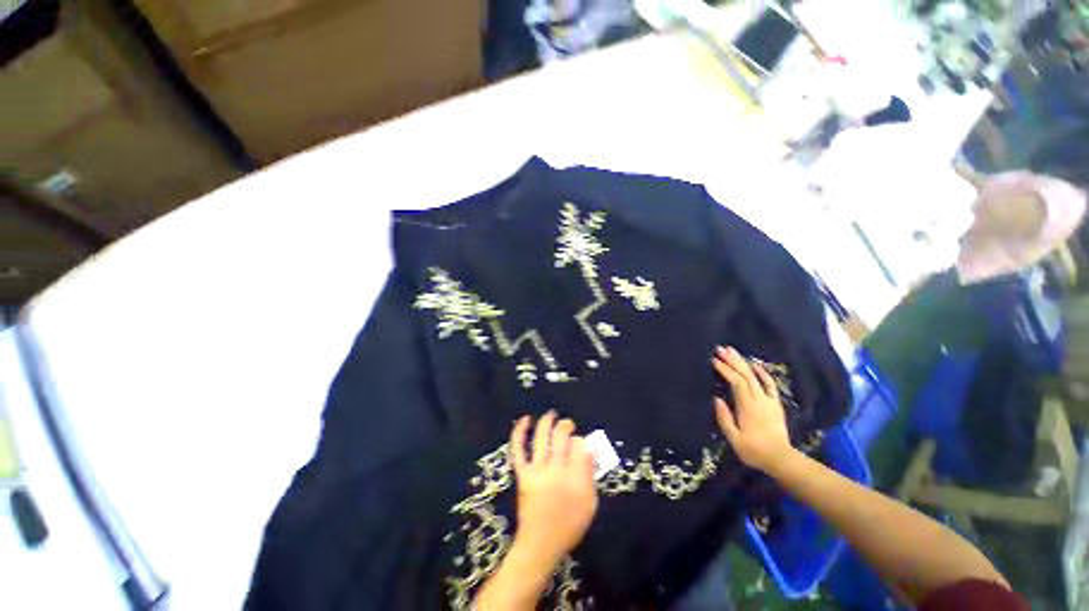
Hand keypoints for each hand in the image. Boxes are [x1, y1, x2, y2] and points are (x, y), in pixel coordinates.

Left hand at [509, 411, 598, 566]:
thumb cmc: (569, 525)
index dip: (581, 441)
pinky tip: (525, 419)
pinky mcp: (522, 473)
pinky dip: (519, 432)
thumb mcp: (590, 503)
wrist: (540, 543)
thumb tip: (590, 450)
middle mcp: (555, 469)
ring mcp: (536, 470)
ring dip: (547, 421)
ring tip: (552, 415)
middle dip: (566, 426)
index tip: (580, 444)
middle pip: (561, 436)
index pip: (579, 446)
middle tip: (568, 425)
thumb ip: (590, 475)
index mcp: (575, 478)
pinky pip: (518, 449)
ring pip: (542, 437)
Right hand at [713, 346, 792, 472]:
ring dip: (743, 362)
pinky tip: (754, 364)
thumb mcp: (734, 438)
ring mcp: (769, 400)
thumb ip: (724, 418)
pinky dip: (763, 373)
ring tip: (732, 351)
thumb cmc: (754, 450)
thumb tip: (716, 398)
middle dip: (732, 360)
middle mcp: (759, 399)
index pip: (736, 382)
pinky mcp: (775, 404)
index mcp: (748, 407)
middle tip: (720, 348)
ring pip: (756, 376)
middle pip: (746, 375)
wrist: (781, 459)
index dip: (725, 369)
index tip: (713, 360)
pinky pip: (770, 384)